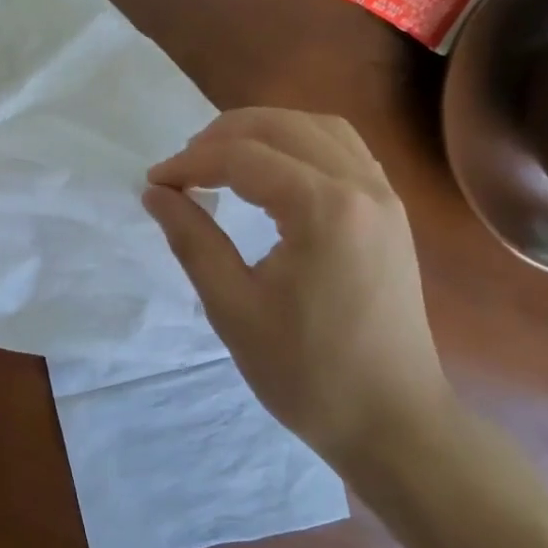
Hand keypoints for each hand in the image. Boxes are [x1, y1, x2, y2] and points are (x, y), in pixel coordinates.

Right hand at [144, 109, 451, 471]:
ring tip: (222, 157)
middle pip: (282, 126)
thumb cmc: (307, 373)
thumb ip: (192, 239)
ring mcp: (384, 197)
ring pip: (318, 128)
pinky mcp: (391, 213)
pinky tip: (275, 170)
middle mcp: (362, 187)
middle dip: (222, 136)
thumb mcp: (233, 308)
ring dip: (264, 130)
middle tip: (182, 167)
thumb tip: (155, 193)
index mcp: (324, 209)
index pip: (243, 157)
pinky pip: (345, 150)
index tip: (155, 183)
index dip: (190, 163)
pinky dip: (301, 143)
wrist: (393, 421)